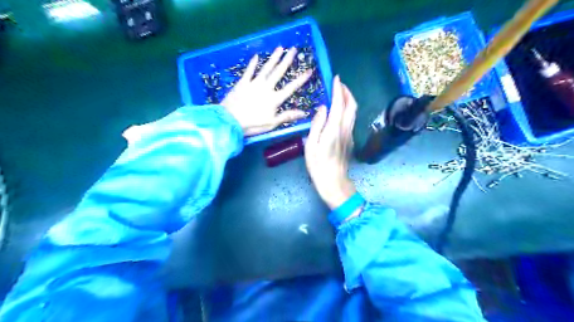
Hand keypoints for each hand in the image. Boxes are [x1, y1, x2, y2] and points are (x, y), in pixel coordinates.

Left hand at [222, 46, 313, 135]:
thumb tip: (304, 113)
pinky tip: (257, 56)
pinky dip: (253, 63)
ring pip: (266, 68)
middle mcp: (266, 88)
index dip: (301, 79)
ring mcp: (254, 83)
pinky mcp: (242, 83)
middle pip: (278, 72)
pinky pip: (249, 71)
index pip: (291, 87)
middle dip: (287, 61)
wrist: (230, 120)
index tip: (309, 70)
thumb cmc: (253, 124)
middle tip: (294, 49)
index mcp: (275, 99)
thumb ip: (287, 116)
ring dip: (274, 58)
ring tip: (280, 48)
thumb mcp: (272, 123)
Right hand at [307, 76, 356, 209]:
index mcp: (334, 128)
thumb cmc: (318, 164)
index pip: (339, 103)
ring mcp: (350, 134)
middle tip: (339, 84)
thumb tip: (322, 108)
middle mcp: (345, 128)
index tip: (336, 78)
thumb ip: (317, 124)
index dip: (338, 89)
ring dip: (348, 100)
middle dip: (347, 92)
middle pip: (352, 105)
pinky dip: (347, 110)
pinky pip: (351, 119)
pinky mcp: (351, 140)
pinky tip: (339, 111)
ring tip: (340, 94)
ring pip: (353, 112)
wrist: (333, 181)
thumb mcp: (311, 144)